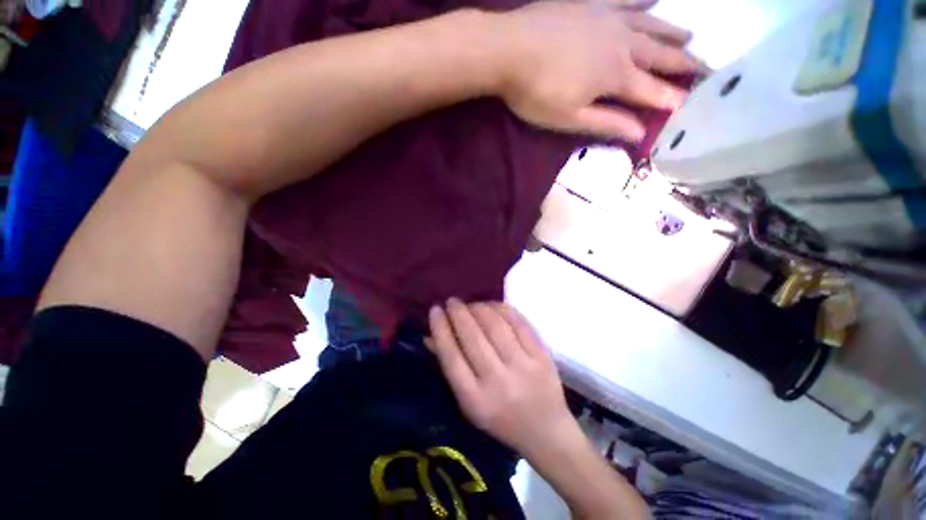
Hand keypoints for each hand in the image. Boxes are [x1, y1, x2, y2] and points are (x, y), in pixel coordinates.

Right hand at [426, 299, 574, 454]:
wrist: (546, 432)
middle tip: (452, 301)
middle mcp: (498, 381)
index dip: (441, 328)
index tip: (435, 310)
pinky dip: (502, 309)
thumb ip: (450, 368)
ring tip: (471, 304)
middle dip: (458, 313)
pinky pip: (518, 322)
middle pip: (472, 336)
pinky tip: (492, 306)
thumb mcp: (468, 403)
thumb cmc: (500, 419)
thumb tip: (430, 335)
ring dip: (479, 308)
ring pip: (495, 325)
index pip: (451, 355)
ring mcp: (523, 366)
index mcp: (475, 399)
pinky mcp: (541, 356)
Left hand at [491, 1, 698, 139]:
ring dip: (670, 32)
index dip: (673, 98)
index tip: (695, 103)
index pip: (651, 91)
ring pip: (649, 25)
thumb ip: (606, 123)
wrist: (507, 50)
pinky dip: (643, 1)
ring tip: (689, 36)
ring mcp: (608, 18)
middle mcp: (621, 44)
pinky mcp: (592, 3)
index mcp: (615, 76)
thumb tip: (639, 134)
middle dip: (683, 63)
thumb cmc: (535, 92)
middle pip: (659, 55)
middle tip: (706, 67)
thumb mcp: (569, 118)